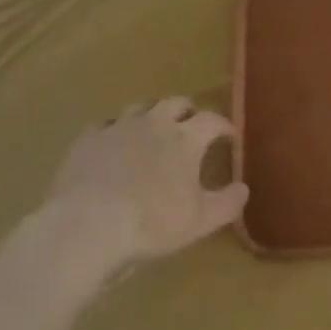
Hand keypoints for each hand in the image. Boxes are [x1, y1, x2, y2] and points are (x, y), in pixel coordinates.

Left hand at [46, 98, 247, 270]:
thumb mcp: (200, 221)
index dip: (223, 125)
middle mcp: (154, 123)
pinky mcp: (87, 139)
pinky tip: (114, 144)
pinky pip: (106, 124)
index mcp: (185, 139)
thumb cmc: (150, 224)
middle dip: (188, 111)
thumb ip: (227, 203)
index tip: (229, 135)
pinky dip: (116, 130)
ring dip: (152, 115)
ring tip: (153, 130)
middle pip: (176, 103)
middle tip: (192, 126)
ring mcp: (118, 127)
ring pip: (141, 107)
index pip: (212, 120)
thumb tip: (244, 188)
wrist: (86, 226)